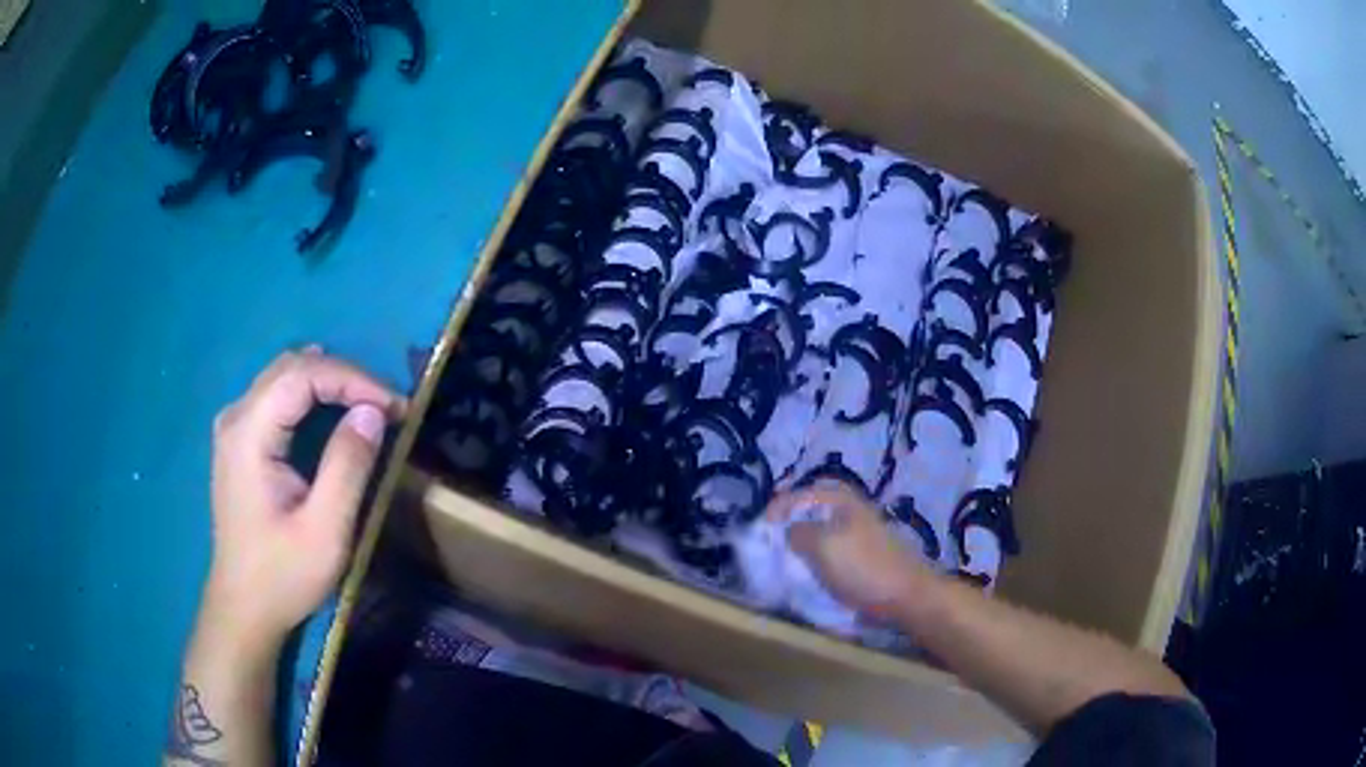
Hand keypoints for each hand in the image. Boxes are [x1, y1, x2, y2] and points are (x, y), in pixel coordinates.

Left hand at [204, 348, 404, 656]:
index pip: (302, 374)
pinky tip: (332, 412)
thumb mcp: (324, 531)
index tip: (395, 407)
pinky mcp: (239, 442)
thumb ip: (347, 467)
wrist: (243, 608)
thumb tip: (372, 412)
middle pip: (292, 366)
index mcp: (249, 434)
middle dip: (344, 377)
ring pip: (284, 376)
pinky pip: (278, 397)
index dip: (352, 379)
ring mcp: (234, 427)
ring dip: (329, 382)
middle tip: (387, 407)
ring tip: (368, 408)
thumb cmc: (282, 576)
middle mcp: (236, 417)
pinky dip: (312, 396)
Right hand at [766, 485, 927, 617]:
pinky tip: (809, 573)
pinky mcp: (862, 555)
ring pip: (820, 531)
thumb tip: (787, 532)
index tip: (760, 529)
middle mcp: (849, 509)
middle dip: (789, 525)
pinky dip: (816, 558)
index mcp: (840, 499)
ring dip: (801, 544)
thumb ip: (798, 532)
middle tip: (770, 544)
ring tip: (785, 561)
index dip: (777, 507)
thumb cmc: (863, 566)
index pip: (799, 493)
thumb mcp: (822, 545)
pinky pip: (831, 550)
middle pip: (810, 510)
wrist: (906, 594)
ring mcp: (858, 532)